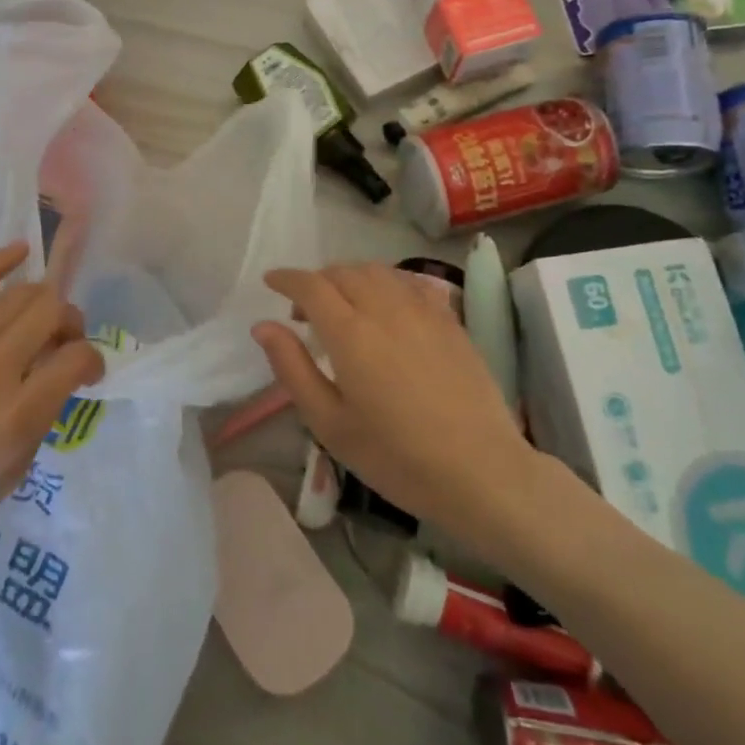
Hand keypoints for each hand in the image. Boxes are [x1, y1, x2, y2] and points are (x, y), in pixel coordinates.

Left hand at [0, 239, 102, 600]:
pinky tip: (20, 252)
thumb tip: (55, 375)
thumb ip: (42, 415)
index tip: (87, 374)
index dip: (93, 360)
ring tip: (42, 319)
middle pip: (51, 312)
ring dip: (43, 301)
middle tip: (64, 344)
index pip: (77, 357)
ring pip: (17, 296)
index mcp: (17, 415)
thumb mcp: (15, 471)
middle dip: (71, 322)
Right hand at [251, 263, 546, 542]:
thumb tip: (262, 325)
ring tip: (343, 306)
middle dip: (317, 281)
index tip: (271, 282)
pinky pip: (410, 283)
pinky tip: (385, 308)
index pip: (311, 285)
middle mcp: (385, 309)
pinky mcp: (450, 321)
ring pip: (378, 272)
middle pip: (343, 272)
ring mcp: (423, 311)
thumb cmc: (396, 456)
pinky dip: (385, 283)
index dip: (287, 279)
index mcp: (351, 333)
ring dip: (350, 277)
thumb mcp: (330, 423)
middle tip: (304, 311)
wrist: (481, 472)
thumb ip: (293, 368)